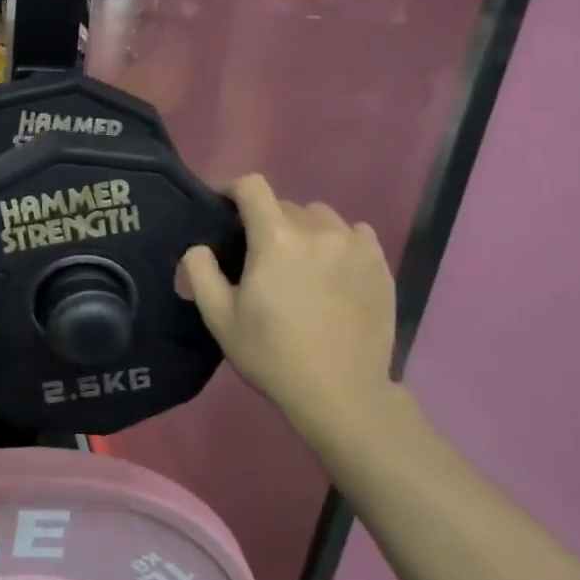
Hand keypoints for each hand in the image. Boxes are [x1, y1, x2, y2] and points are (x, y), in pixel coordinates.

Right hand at [181, 176, 400, 447]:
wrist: (340, 392)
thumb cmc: (271, 354)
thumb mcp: (219, 318)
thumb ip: (201, 272)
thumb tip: (199, 247)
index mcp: (276, 239)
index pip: (252, 187)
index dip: (232, 189)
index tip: (222, 206)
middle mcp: (318, 231)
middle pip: (285, 205)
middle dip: (266, 220)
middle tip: (257, 254)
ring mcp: (355, 246)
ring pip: (321, 218)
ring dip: (303, 229)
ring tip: (298, 261)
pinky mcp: (380, 265)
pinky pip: (355, 235)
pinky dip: (338, 242)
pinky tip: (331, 270)